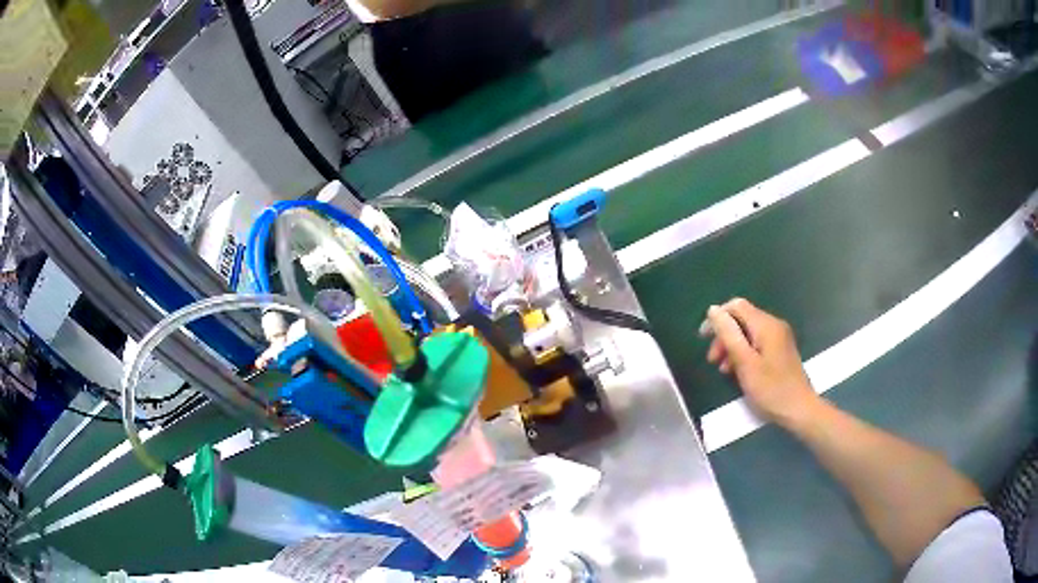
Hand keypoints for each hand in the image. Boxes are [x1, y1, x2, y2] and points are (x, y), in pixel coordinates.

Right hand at [705, 298, 819, 426]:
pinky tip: (738, 371)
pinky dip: (744, 353)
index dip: (717, 317)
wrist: (799, 409)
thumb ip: (728, 334)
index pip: (736, 306)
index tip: (703, 338)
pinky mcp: (780, 350)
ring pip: (748, 332)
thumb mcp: (745, 363)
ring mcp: (779, 338)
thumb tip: (713, 310)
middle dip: (724, 335)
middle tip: (712, 360)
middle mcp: (774, 325)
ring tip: (723, 369)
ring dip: (732, 347)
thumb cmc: (770, 388)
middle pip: (742, 319)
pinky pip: (757, 343)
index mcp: (766, 325)